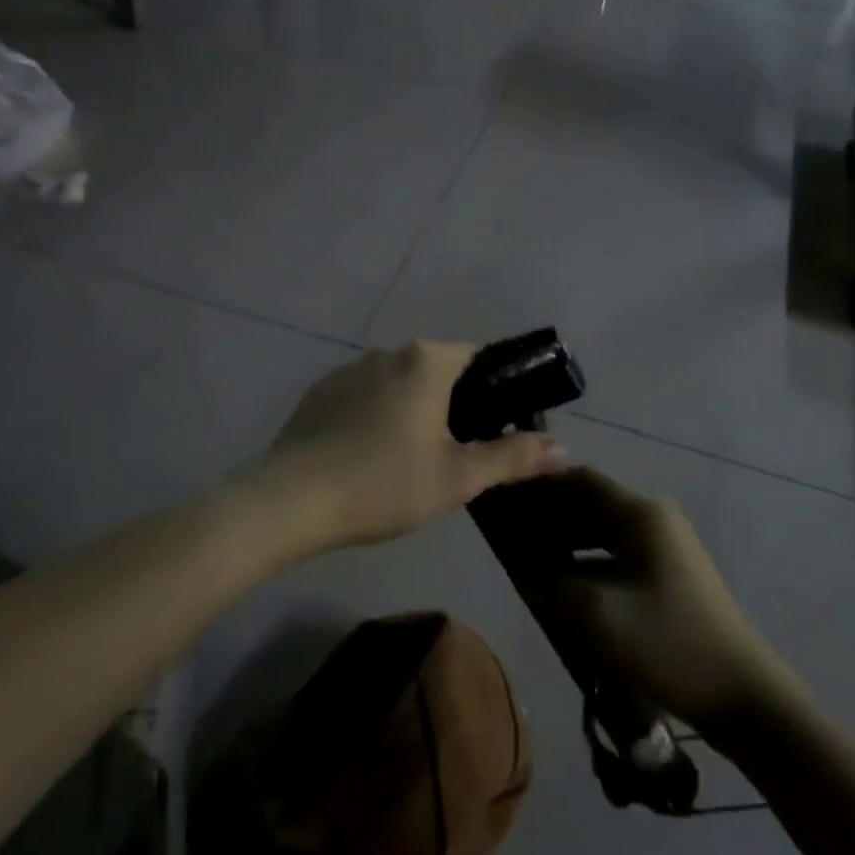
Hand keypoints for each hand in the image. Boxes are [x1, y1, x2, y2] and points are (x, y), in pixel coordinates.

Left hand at [261, 342, 568, 549]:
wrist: (291, 502)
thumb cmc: (385, 484)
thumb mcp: (458, 478)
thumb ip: (512, 457)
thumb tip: (564, 448)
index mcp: (426, 361)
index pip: (477, 357)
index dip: (496, 389)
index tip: (499, 427)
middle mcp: (387, 353)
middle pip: (437, 371)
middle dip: (454, 405)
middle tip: (458, 454)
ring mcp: (348, 370)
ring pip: (399, 384)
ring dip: (414, 411)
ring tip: (412, 461)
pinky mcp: (319, 393)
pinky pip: (364, 397)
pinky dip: (377, 417)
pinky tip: (369, 458)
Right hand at [531, 469, 779, 728]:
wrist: (743, 695)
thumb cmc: (667, 644)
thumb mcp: (597, 615)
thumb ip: (551, 582)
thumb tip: (521, 565)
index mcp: (639, 514)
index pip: (579, 478)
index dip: (539, 485)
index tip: (505, 498)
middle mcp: (653, 517)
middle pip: (591, 501)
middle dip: (550, 513)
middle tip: (510, 531)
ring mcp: (666, 544)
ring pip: (603, 528)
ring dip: (568, 538)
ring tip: (530, 557)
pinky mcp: (670, 572)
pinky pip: (618, 551)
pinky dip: (588, 559)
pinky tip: (567, 583)